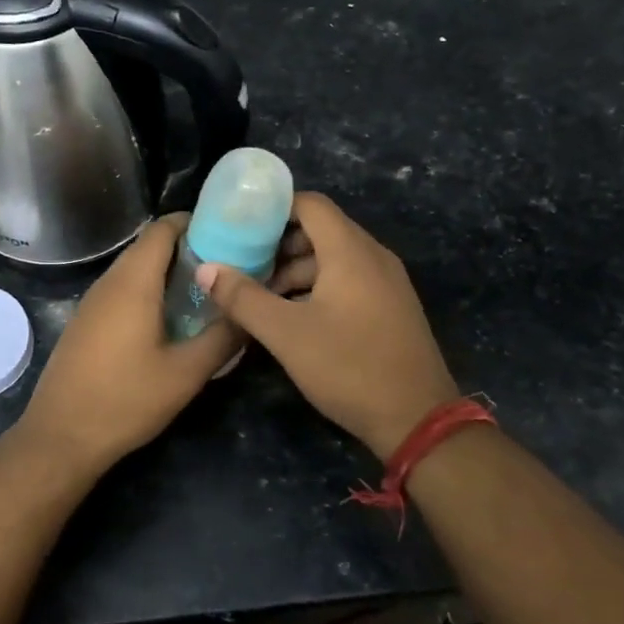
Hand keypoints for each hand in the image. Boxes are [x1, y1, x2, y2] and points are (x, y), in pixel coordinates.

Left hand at [19, 215, 241, 477]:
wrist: (62, 436)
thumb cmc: (126, 400)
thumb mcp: (186, 373)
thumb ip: (223, 337)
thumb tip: (251, 312)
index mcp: (134, 283)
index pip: (163, 229)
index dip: (194, 223)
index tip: (228, 233)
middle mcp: (109, 282)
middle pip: (149, 246)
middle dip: (187, 248)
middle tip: (226, 265)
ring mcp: (92, 302)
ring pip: (134, 269)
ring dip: (167, 272)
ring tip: (205, 290)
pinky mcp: (86, 321)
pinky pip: (121, 290)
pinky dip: (148, 290)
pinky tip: (169, 318)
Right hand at [196, 192, 457, 459]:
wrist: (417, 419)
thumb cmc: (349, 367)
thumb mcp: (286, 334)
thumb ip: (243, 298)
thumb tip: (205, 270)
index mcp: (350, 252)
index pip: (310, 204)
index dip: (273, 208)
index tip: (239, 225)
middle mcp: (373, 256)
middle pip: (321, 230)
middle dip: (279, 244)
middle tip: (243, 264)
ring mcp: (387, 283)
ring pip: (334, 258)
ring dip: (296, 270)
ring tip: (261, 296)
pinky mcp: (391, 307)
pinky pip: (349, 280)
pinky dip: (318, 286)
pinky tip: (294, 316)